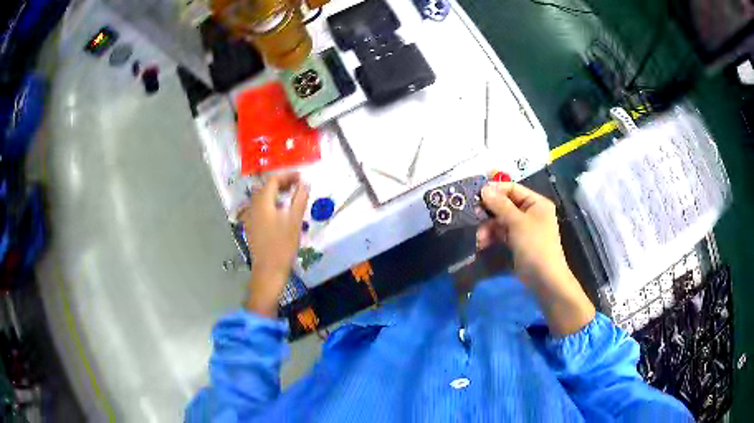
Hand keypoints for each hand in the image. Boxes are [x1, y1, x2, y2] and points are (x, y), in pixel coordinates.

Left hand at [237, 173, 308, 316]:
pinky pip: (261, 207)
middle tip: (298, 184)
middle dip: (282, 182)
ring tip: (292, 195)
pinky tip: (282, 210)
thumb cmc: (282, 245)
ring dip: (277, 192)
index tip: (301, 176)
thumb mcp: (295, 220)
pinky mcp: (252, 226)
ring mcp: (250, 217)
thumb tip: (305, 182)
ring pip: (263, 197)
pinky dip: (272, 203)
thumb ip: (300, 198)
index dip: (287, 175)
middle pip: (266, 187)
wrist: (268, 270)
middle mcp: (253, 206)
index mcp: (262, 202)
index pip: (273, 179)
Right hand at [477, 182, 569, 284]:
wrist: (544, 279)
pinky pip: (501, 233)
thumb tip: (484, 188)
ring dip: (488, 227)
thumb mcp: (517, 222)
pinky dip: (492, 236)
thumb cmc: (535, 245)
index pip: (512, 188)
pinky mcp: (517, 242)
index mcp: (536, 203)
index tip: (475, 193)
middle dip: (489, 211)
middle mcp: (530, 212)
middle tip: (473, 214)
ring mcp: (523, 228)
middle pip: (505, 204)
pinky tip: (482, 244)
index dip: (495, 189)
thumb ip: (500, 204)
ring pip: (501, 220)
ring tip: (479, 237)